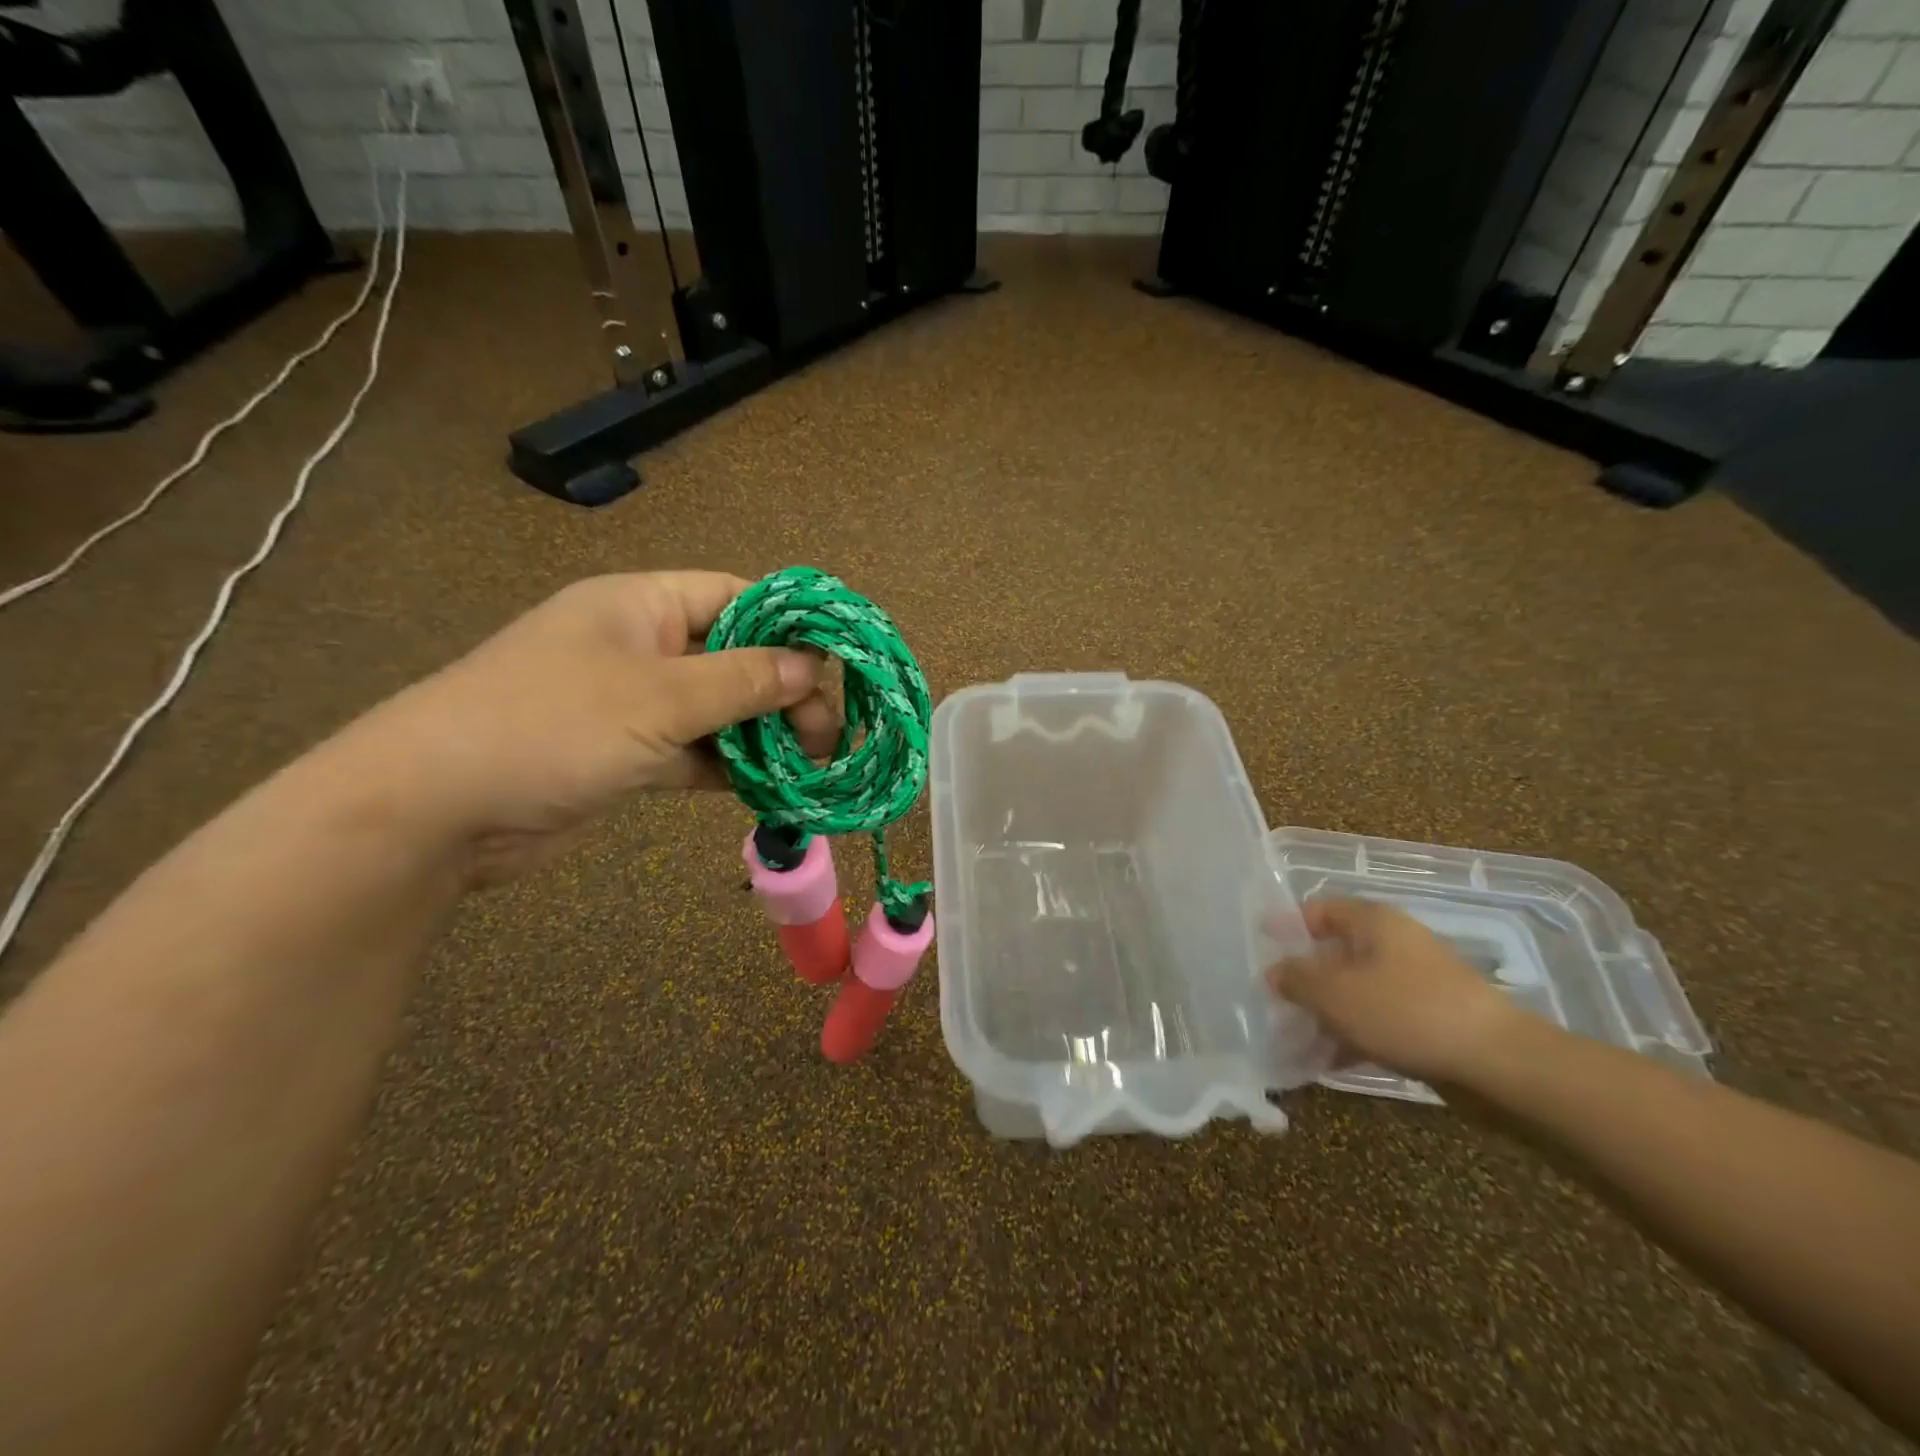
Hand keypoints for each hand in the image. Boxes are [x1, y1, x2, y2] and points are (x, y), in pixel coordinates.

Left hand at [339, 572, 837, 883]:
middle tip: (828, 733)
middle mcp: (642, 647)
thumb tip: (811, 667)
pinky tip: (772, 786)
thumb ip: (741, 681)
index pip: (735, 597)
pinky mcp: (626, 756)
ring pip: (719, 710)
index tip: (838, 662)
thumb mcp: (658, 697)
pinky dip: (731, 767)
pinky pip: (695, 752)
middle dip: (783, 692)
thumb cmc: (550, 725)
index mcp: (641, 605)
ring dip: (763, 734)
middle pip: (734, 657)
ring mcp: (633, 704)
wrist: (435, 811)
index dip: (790, 624)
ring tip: (813, 762)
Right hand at [1266, 899, 1533, 1085]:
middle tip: (1273, 999)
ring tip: (1295, 1037)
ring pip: (1355, 988)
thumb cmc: (1404, 1011)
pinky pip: (1378, 1016)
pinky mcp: (1429, 1015)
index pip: (1317, 910)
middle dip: (1303, 977)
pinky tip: (1330, 1060)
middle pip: (1335, 951)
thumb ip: (1296, 979)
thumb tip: (1274, 972)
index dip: (1286, 926)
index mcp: (1372, 921)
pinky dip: (1353, 1032)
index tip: (1260, 948)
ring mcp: (1415, 980)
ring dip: (1325, 1010)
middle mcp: (1393, 942)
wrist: (1496, 1061)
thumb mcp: (1334, 994)